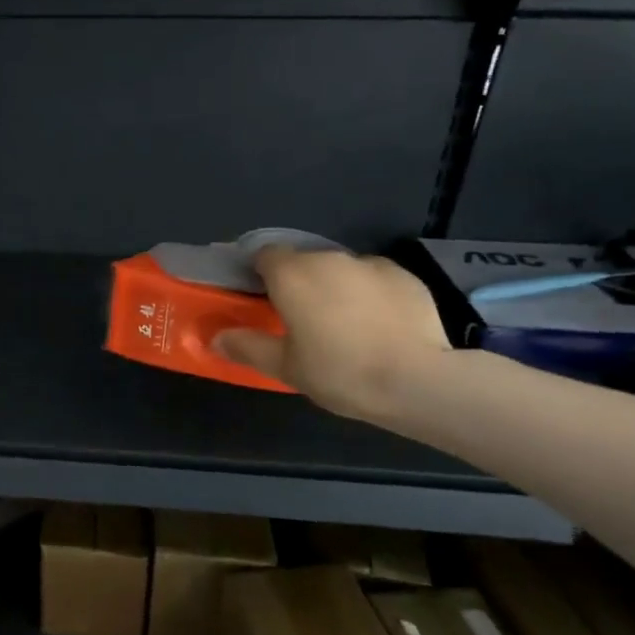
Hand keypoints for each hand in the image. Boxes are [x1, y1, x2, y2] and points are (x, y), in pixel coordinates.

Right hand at [213, 248, 449, 424]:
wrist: (417, 380)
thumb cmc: (339, 371)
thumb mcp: (284, 367)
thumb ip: (247, 346)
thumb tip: (217, 337)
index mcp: (292, 274)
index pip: (264, 254)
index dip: (260, 273)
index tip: (262, 299)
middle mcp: (328, 258)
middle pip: (303, 261)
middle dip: (299, 283)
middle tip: (301, 321)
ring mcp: (370, 263)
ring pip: (340, 270)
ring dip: (335, 288)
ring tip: (344, 326)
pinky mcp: (405, 276)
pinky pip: (375, 279)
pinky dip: (370, 295)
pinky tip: (379, 327)